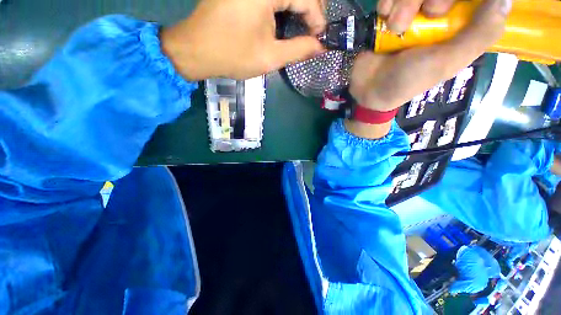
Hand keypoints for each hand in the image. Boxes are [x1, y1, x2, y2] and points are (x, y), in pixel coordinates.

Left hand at [161, 0, 325, 80]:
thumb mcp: (270, 57)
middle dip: (310, 11)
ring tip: (301, 29)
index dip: (318, 19)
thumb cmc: (233, 55)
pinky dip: (282, 6)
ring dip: (297, 8)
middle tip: (312, 34)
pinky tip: (283, 21)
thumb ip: (299, 50)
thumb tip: (321, 47)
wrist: (196, 49)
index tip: (320, 39)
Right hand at [349, 0, 509, 113]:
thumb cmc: (408, 80)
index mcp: (459, 24)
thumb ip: (480, 35)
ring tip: (395, 25)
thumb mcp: (447, 62)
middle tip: (426, 15)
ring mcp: (412, 10)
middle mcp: (438, 11)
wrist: (369, 89)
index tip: (448, 7)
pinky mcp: (389, 13)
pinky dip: (388, 0)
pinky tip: (384, 15)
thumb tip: (505, 1)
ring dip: (405, 1)